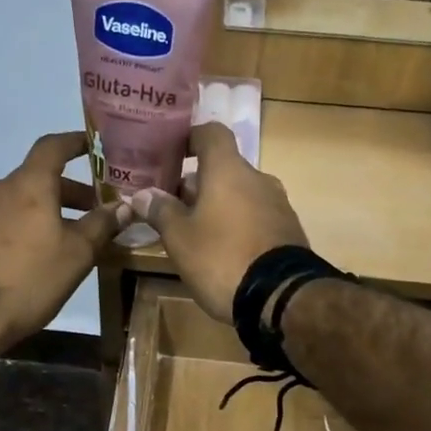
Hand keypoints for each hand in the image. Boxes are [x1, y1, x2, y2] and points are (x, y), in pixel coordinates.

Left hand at [0, 132, 123, 349]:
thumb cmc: (29, 278)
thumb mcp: (77, 254)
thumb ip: (102, 225)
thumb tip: (124, 206)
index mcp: (28, 184)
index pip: (53, 146)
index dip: (75, 142)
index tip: (93, 145)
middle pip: (38, 178)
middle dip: (68, 191)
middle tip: (93, 210)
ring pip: (20, 202)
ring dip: (45, 211)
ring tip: (67, 237)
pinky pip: (3, 221)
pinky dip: (24, 227)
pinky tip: (34, 255)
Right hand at [127, 123, 308, 323]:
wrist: (280, 297)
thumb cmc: (221, 258)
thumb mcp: (180, 238)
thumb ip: (160, 211)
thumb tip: (142, 194)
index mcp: (229, 170)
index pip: (211, 133)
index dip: (190, 138)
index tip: (172, 154)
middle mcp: (257, 179)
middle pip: (224, 168)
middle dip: (198, 183)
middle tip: (172, 205)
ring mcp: (278, 204)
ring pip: (240, 193)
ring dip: (218, 205)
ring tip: (195, 231)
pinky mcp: (288, 230)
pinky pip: (256, 216)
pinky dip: (238, 223)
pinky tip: (223, 249)